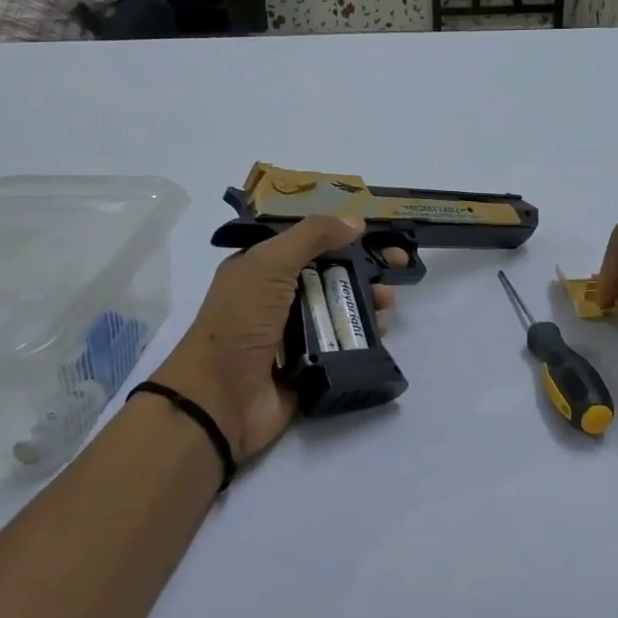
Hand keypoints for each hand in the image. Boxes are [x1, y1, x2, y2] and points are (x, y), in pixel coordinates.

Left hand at [152, 218, 402, 461]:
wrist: (221, 397)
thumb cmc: (240, 321)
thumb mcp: (269, 264)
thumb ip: (311, 237)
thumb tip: (355, 220)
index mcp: (263, 270)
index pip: (310, 244)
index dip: (346, 238)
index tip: (381, 238)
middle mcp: (279, 299)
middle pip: (332, 277)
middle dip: (365, 272)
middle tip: (397, 272)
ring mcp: (296, 335)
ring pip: (341, 311)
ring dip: (367, 304)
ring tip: (385, 307)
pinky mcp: (311, 366)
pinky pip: (344, 346)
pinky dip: (365, 338)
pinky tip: (380, 333)